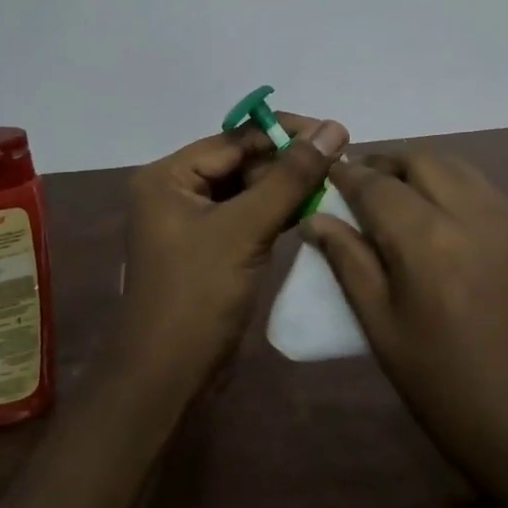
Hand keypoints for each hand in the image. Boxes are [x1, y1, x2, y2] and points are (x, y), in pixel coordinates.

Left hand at [117, 114, 349, 388]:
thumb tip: (333, 127)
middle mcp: (175, 192)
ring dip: (287, 188)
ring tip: (335, 184)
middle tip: (340, 164)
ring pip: (248, 191)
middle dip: (288, 163)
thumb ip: (291, 177)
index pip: (235, 139)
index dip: (285, 134)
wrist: (168, 379)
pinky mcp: (210, 249)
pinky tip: (313, 211)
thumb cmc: (198, 296)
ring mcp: (192, 223)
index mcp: (168, 177)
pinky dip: (277, 214)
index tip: (335, 134)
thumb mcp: (246, 229)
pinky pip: (248, 218)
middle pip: (241, 162)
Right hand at [305, 153, 507, 493]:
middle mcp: (470, 213)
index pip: (377, 185)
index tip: (326, 174)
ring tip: (394, 199)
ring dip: (419, 169)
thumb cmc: (449, 391)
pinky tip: (437, 216)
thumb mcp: (384, 331)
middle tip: (358, 189)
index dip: (347, 175)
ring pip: (455, 166)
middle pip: (420, 160)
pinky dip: (451, 183)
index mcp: (427, 240)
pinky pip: (481, 187)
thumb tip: (317, 219)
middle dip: (384, 165)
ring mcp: (506, 220)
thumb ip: (349, 264)